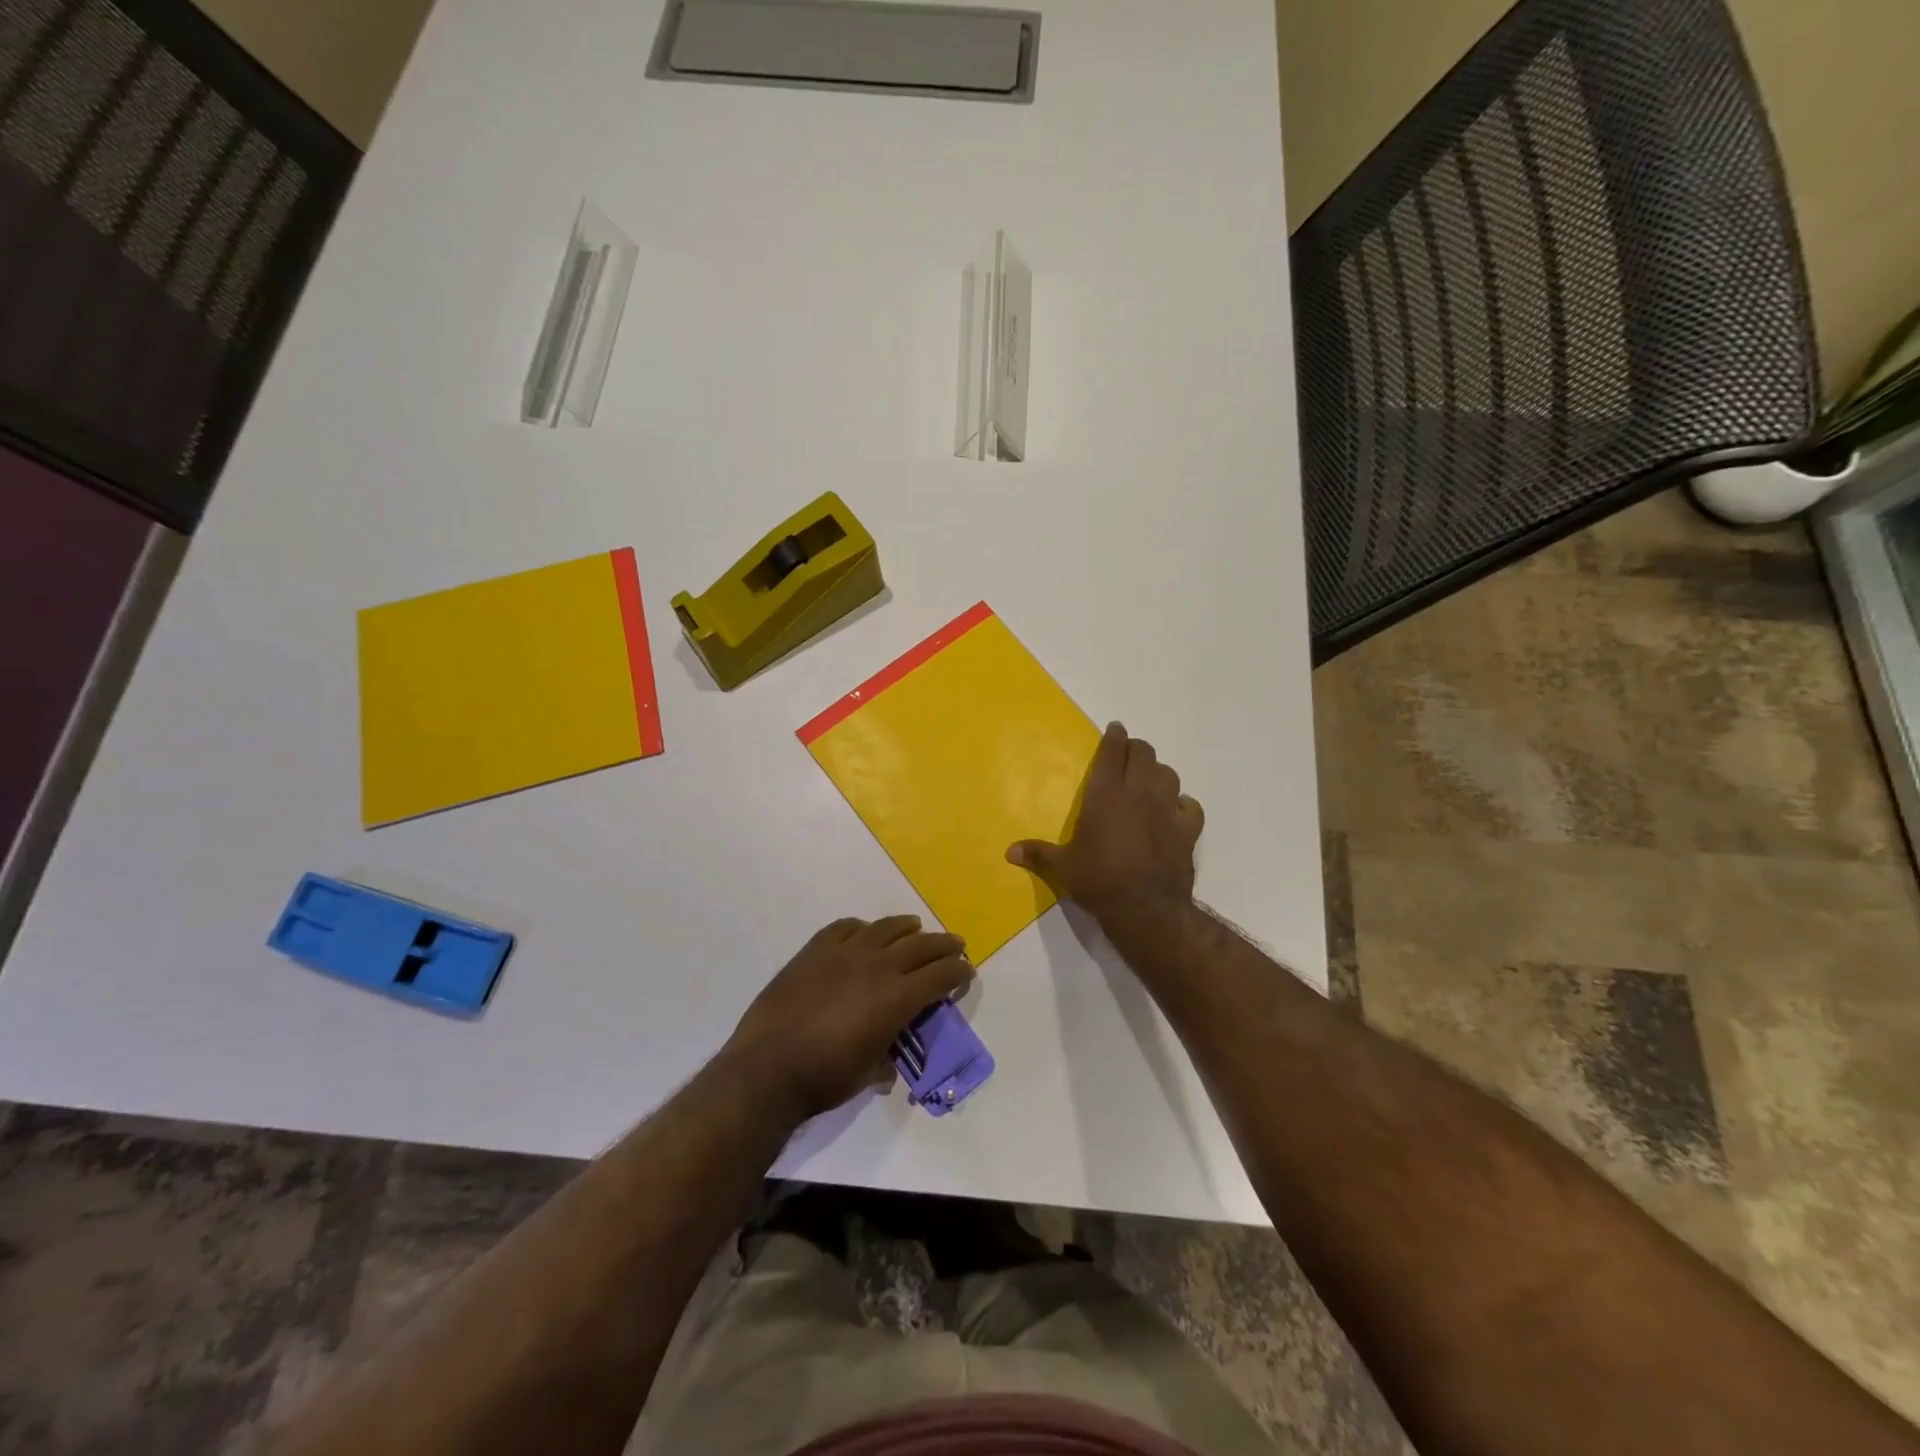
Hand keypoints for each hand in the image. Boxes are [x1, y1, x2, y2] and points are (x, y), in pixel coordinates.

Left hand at [726, 916, 973, 1120]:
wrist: (768, 1067)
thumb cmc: (824, 1078)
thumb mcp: (869, 1072)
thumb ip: (886, 1054)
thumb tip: (889, 1056)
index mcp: (897, 997)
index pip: (941, 975)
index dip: (959, 971)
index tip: (967, 971)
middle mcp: (877, 966)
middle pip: (921, 945)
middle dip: (944, 945)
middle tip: (956, 945)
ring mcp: (844, 953)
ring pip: (886, 928)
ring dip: (907, 928)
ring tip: (915, 928)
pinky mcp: (815, 950)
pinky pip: (844, 928)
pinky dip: (862, 928)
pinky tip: (864, 932)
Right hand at [1007, 721, 1203, 914]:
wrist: (1145, 908)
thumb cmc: (1098, 880)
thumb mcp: (1063, 867)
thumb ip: (1038, 854)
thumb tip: (1009, 852)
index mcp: (1106, 794)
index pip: (1113, 752)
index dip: (1114, 737)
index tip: (1115, 729)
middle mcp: (1139, 793)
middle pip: (1144, 754)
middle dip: (1136, 749)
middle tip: (1128, 754)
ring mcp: (1167, 810)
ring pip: (1169, 774)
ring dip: (1158, 772)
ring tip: (1149, 780)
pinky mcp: (1187, 830)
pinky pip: (1190, 806)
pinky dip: (1183, 804)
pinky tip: (1176, 810)